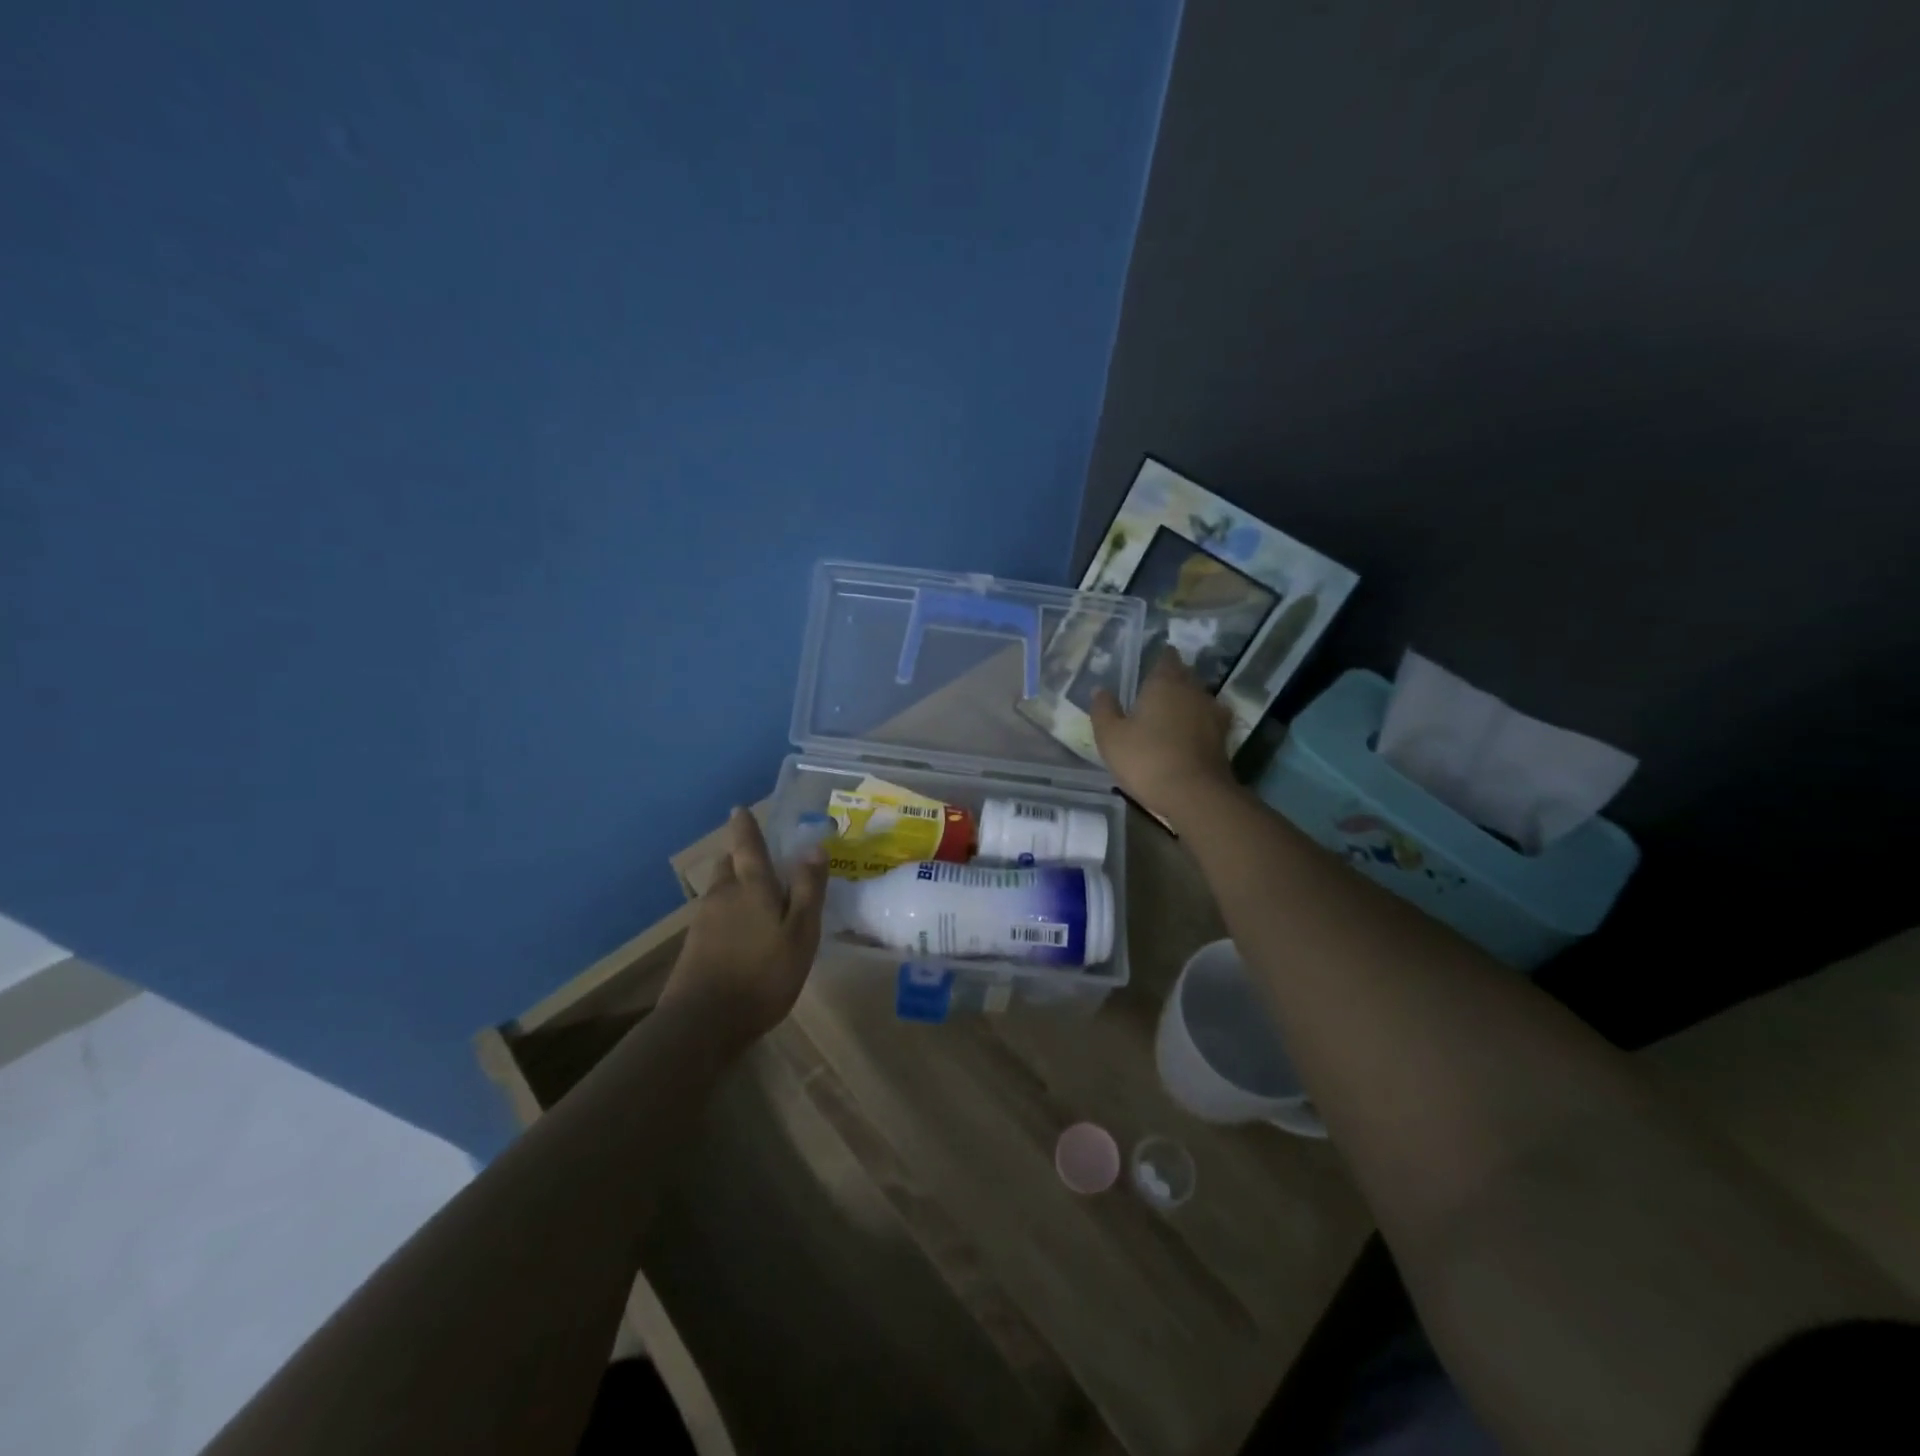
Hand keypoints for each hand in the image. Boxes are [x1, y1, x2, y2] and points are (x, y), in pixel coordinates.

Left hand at [664, 808, 828, 1044]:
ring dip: (734, 884)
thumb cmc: (762, 975)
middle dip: (740, 856)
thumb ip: (808, 890)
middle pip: (728, 865)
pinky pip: (715, 914)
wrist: (702, 1023)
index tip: (739, 809)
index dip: (745, 826)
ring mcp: (704, 921)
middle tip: (758, 855)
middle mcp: (723, 895)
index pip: (747, 845)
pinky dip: (729, 910)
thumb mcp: (800, 933)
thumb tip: (815, 847)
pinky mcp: (694, 946)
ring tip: (755, 893)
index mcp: (751, 887)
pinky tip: (741, 929)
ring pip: (720, 889)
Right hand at [1090, 654, 1238, 829]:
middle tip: (1155, 692)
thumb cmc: (1146, 759)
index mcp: (1165, 683)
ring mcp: (1213, 713)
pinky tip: (1189, 734)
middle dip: (1173, 680)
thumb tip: (1101, 690)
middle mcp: (1193, 690)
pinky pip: (1209, 721)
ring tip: (1171, 714)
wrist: (1194, 794)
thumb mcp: (1111, 737)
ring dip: (1187, 702)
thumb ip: (1104, 710)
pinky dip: (1199, 723)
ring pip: (1199, 697)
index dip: (1160, 659)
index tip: (1150, 666)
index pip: (1166, 657)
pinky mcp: (1223, 737)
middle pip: (1185, 675)